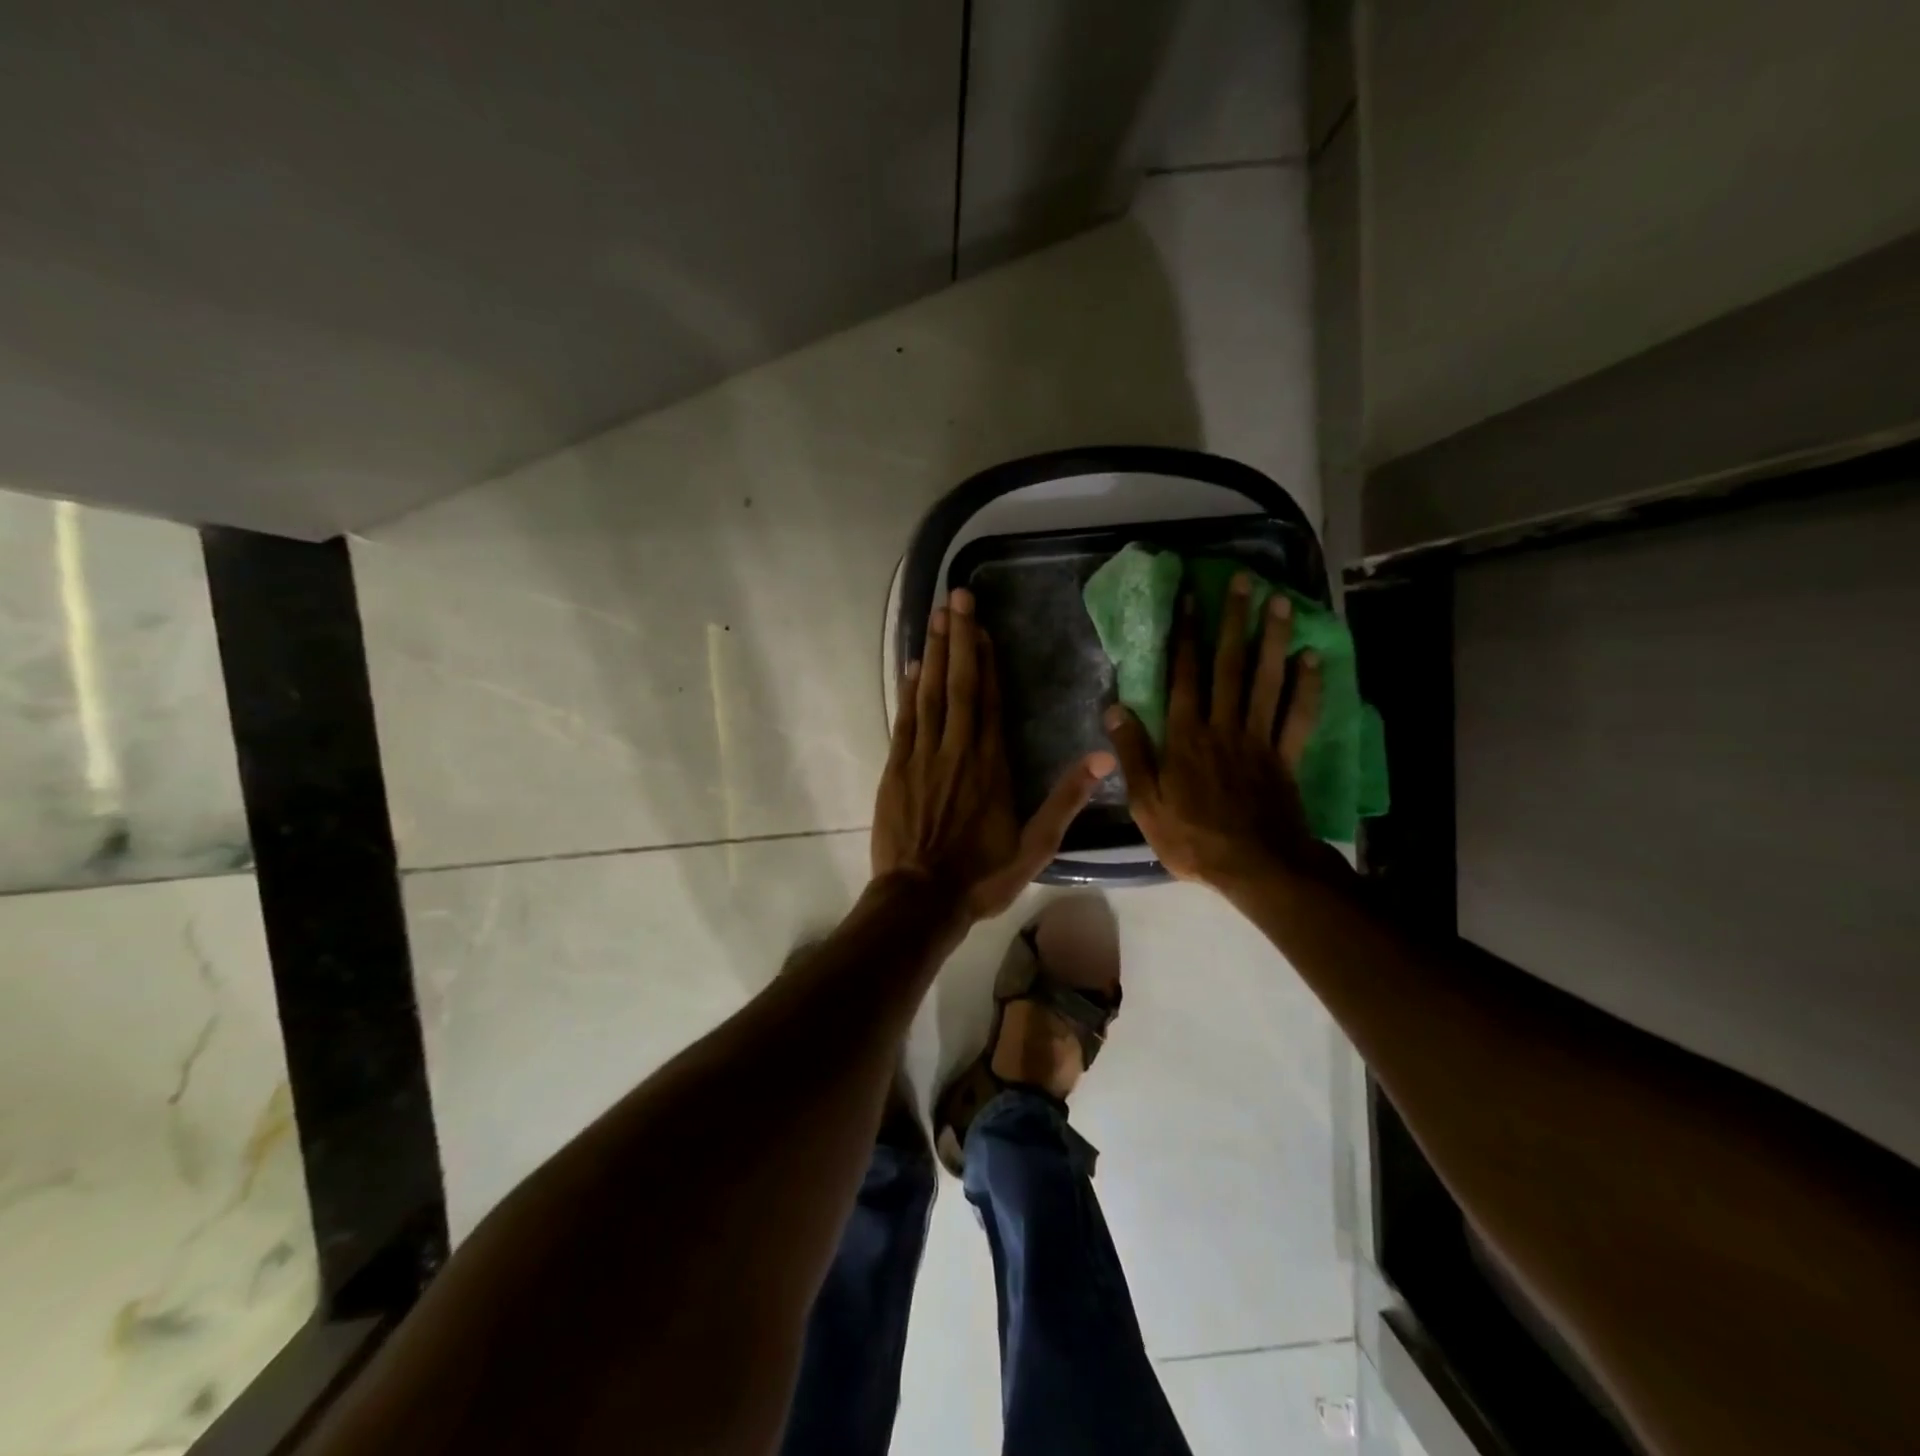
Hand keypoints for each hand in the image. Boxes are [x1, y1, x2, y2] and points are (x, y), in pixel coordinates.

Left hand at [873, 588, 1113, 920]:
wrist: (921, 899)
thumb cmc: (981, 875)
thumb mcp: (1035, 846)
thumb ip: (1066, 799)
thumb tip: (1104, 757)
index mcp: (992, 765)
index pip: (990, 700)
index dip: (986, 660)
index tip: (982, 626)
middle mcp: (959, 750)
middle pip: (959, 684)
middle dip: (958, 638)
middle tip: (956, 596)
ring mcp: (924, 756)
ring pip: (930, 693)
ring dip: (933, 652)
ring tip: (935, 615)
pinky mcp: (897, 769)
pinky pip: (905, 719)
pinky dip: (909, 690)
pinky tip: (912, 666)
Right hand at [1103, 575, 1341, 889]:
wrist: (1255, 867)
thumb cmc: (1192, 838)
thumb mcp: (1146, 803)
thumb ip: (1133, 753)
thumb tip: (1115, 706)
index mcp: (1186, 737)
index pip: (1185, 676)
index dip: (1188, 635)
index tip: (1191, 598)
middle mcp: (1223, 726)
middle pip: (1230, 666)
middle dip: (1234, 621)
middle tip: (1243, 581)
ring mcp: (1259, 739)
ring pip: (1266, 680)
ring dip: (1272, 638)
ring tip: (1279, 601)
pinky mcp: (1286, 756)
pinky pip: (1299, 715)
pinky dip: (1308, 685)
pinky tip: (1312, 657)